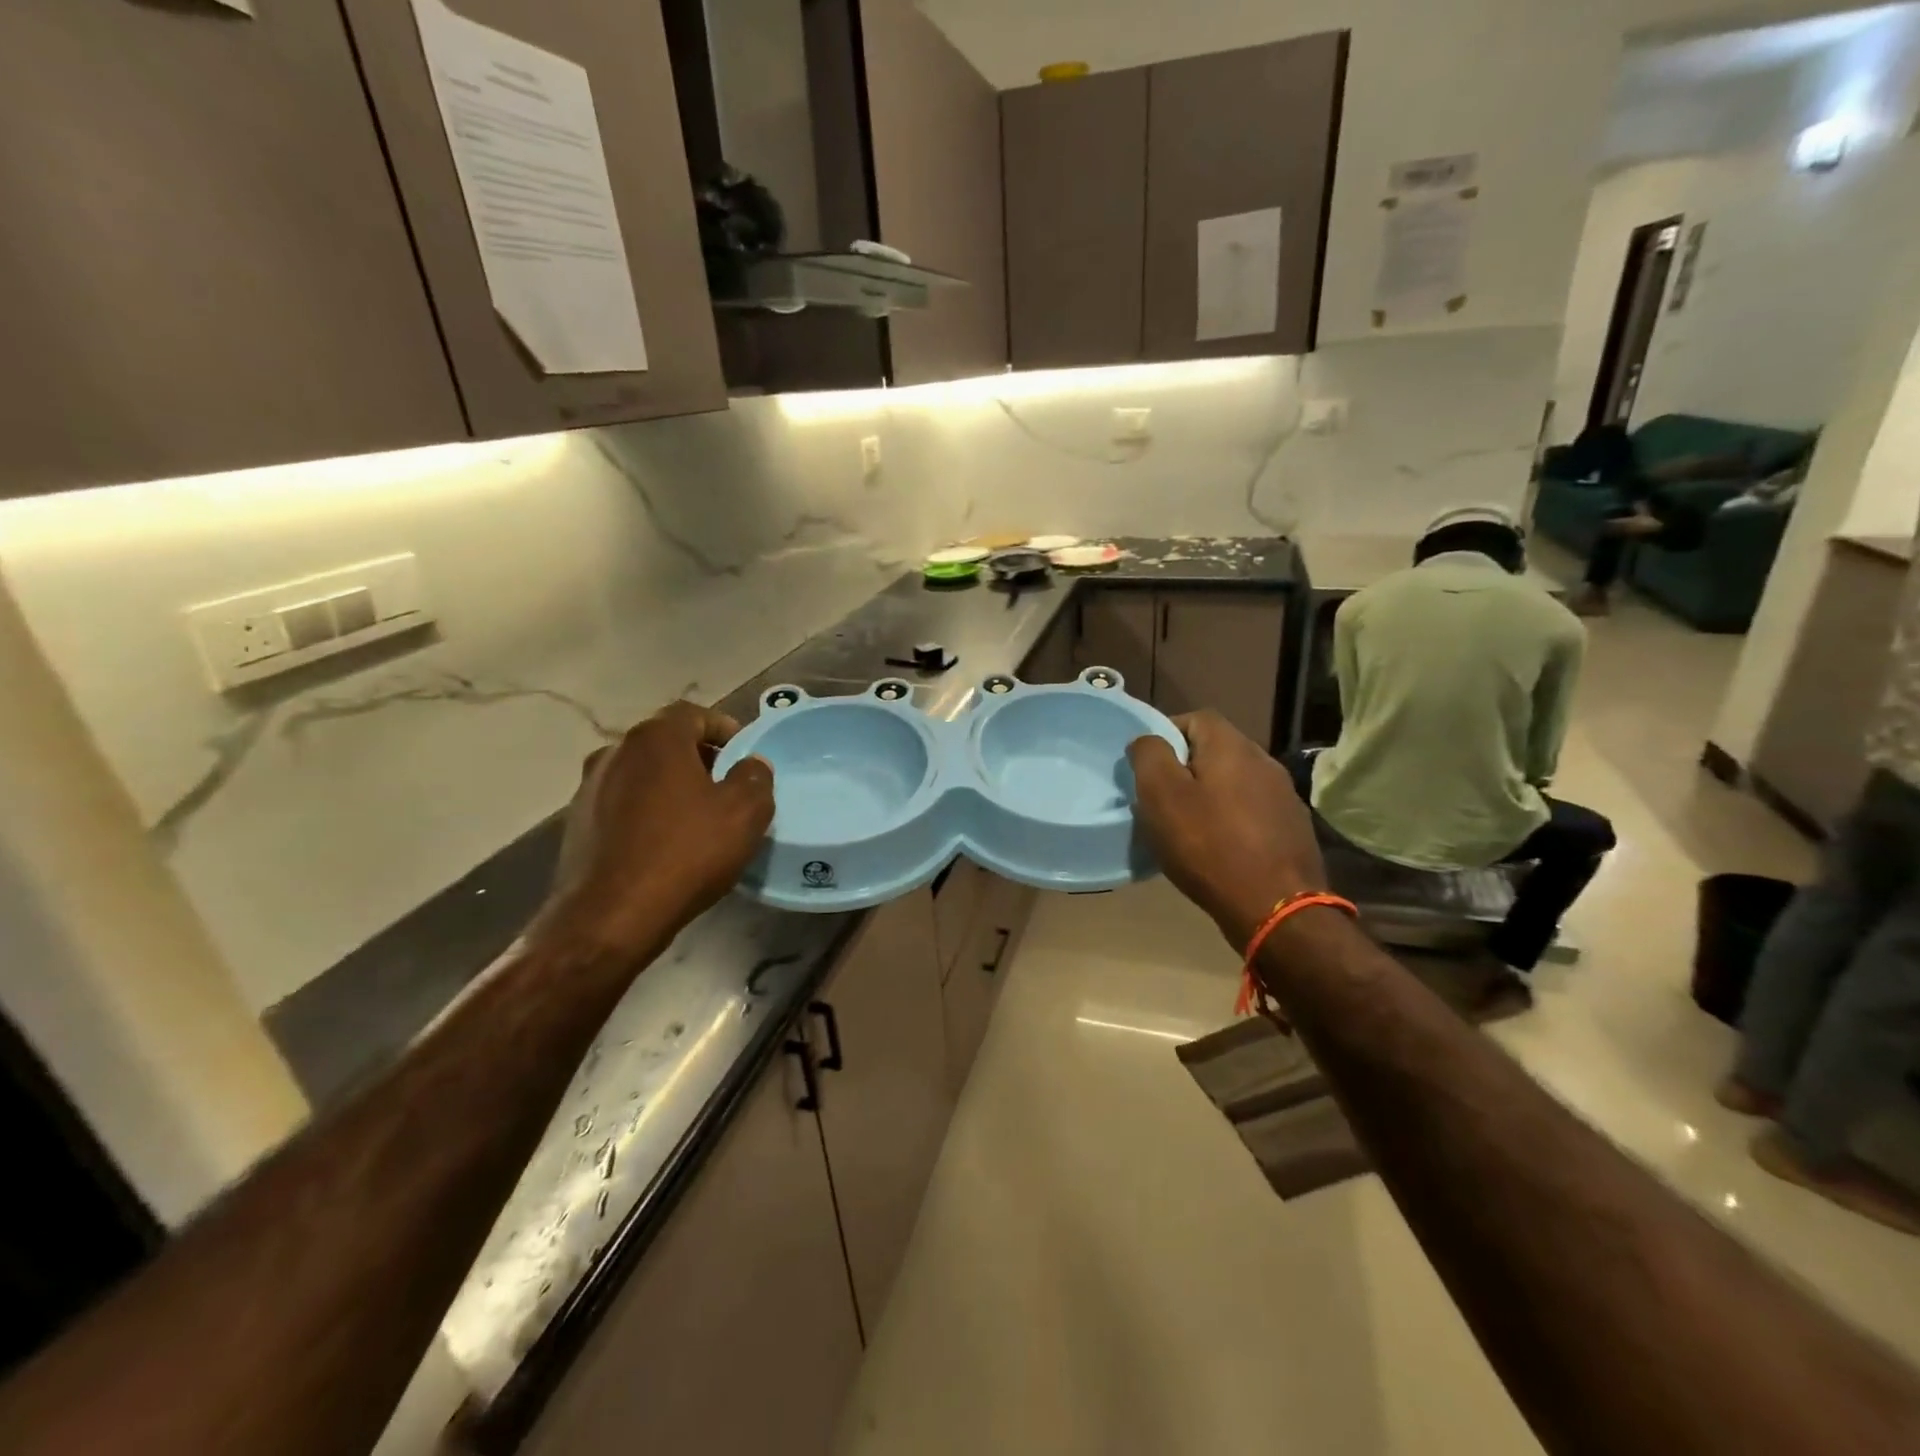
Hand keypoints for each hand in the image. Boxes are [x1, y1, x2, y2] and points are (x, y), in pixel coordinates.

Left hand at [541, 701, 773, 955]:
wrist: (609, 917)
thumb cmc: (684, 853)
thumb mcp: (744, 813)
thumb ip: (755, 778)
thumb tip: (751, 765)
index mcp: (655, 739)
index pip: (694, 714)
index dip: (724, 728)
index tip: (744, 752)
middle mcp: (614, 753)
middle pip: (665, 742)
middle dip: (699, 757)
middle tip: (726, 785)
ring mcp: (588, 789)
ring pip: (642, 774)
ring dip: (670, 785)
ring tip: (697, 816)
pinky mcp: (577, 825)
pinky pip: (623, 805)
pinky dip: (647, 812)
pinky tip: (664, 843)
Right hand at [1128, 711, 1325, 947]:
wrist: (1276, 907)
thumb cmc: (1209, 845)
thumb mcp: (1162, 795)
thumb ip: (1150, 756)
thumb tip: (1148, 740)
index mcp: (1232, 746)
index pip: (1196, 717)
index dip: (1167, 733)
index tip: (1147, 765)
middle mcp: (1264, 761)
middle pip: (1216, 750)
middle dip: (1186, 767)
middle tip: (1161, 798)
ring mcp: (1284, 796)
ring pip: (1235, 782)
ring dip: (1210, 795)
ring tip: (1188, 826)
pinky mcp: (1293, 829)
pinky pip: (1251, 811)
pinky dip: (1231, 819)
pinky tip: (1219, 847)